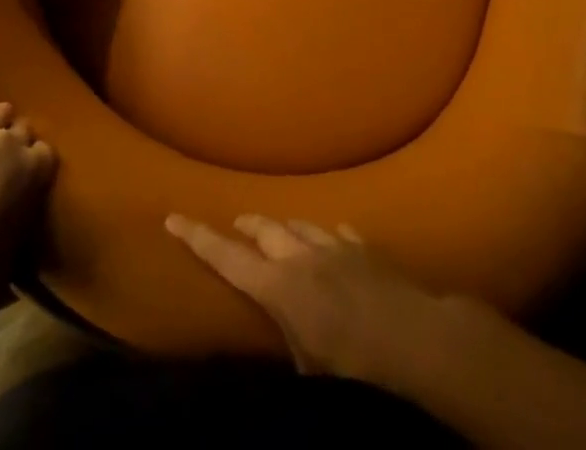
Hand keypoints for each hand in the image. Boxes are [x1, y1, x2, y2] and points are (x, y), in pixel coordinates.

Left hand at [0, 75, 56, 342]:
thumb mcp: (12, 260)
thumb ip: (22, 223)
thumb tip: (22, 217)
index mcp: (30, 170)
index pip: (46, 155)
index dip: (38, 171)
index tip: (31, 188)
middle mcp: (4, 144)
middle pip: (22, 131)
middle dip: (19, 147)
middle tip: (9, 173)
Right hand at [165, 213, 451, 383]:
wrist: (412, 337)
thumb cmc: (353, 366)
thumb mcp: (310, 370)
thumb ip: (290, 343)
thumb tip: (285, 339)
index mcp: (278, 287)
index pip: (227, 258)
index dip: (198, 238)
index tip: (173, 216)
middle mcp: (300, 256)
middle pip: (263, 230)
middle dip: (246, 226)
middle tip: (235, 225)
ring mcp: (333, 245)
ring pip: (299, 224)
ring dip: (284, 227)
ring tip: (277, 230)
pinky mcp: (363, 245)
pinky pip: (338, 232)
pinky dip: (328, 236)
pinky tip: (331, 238)